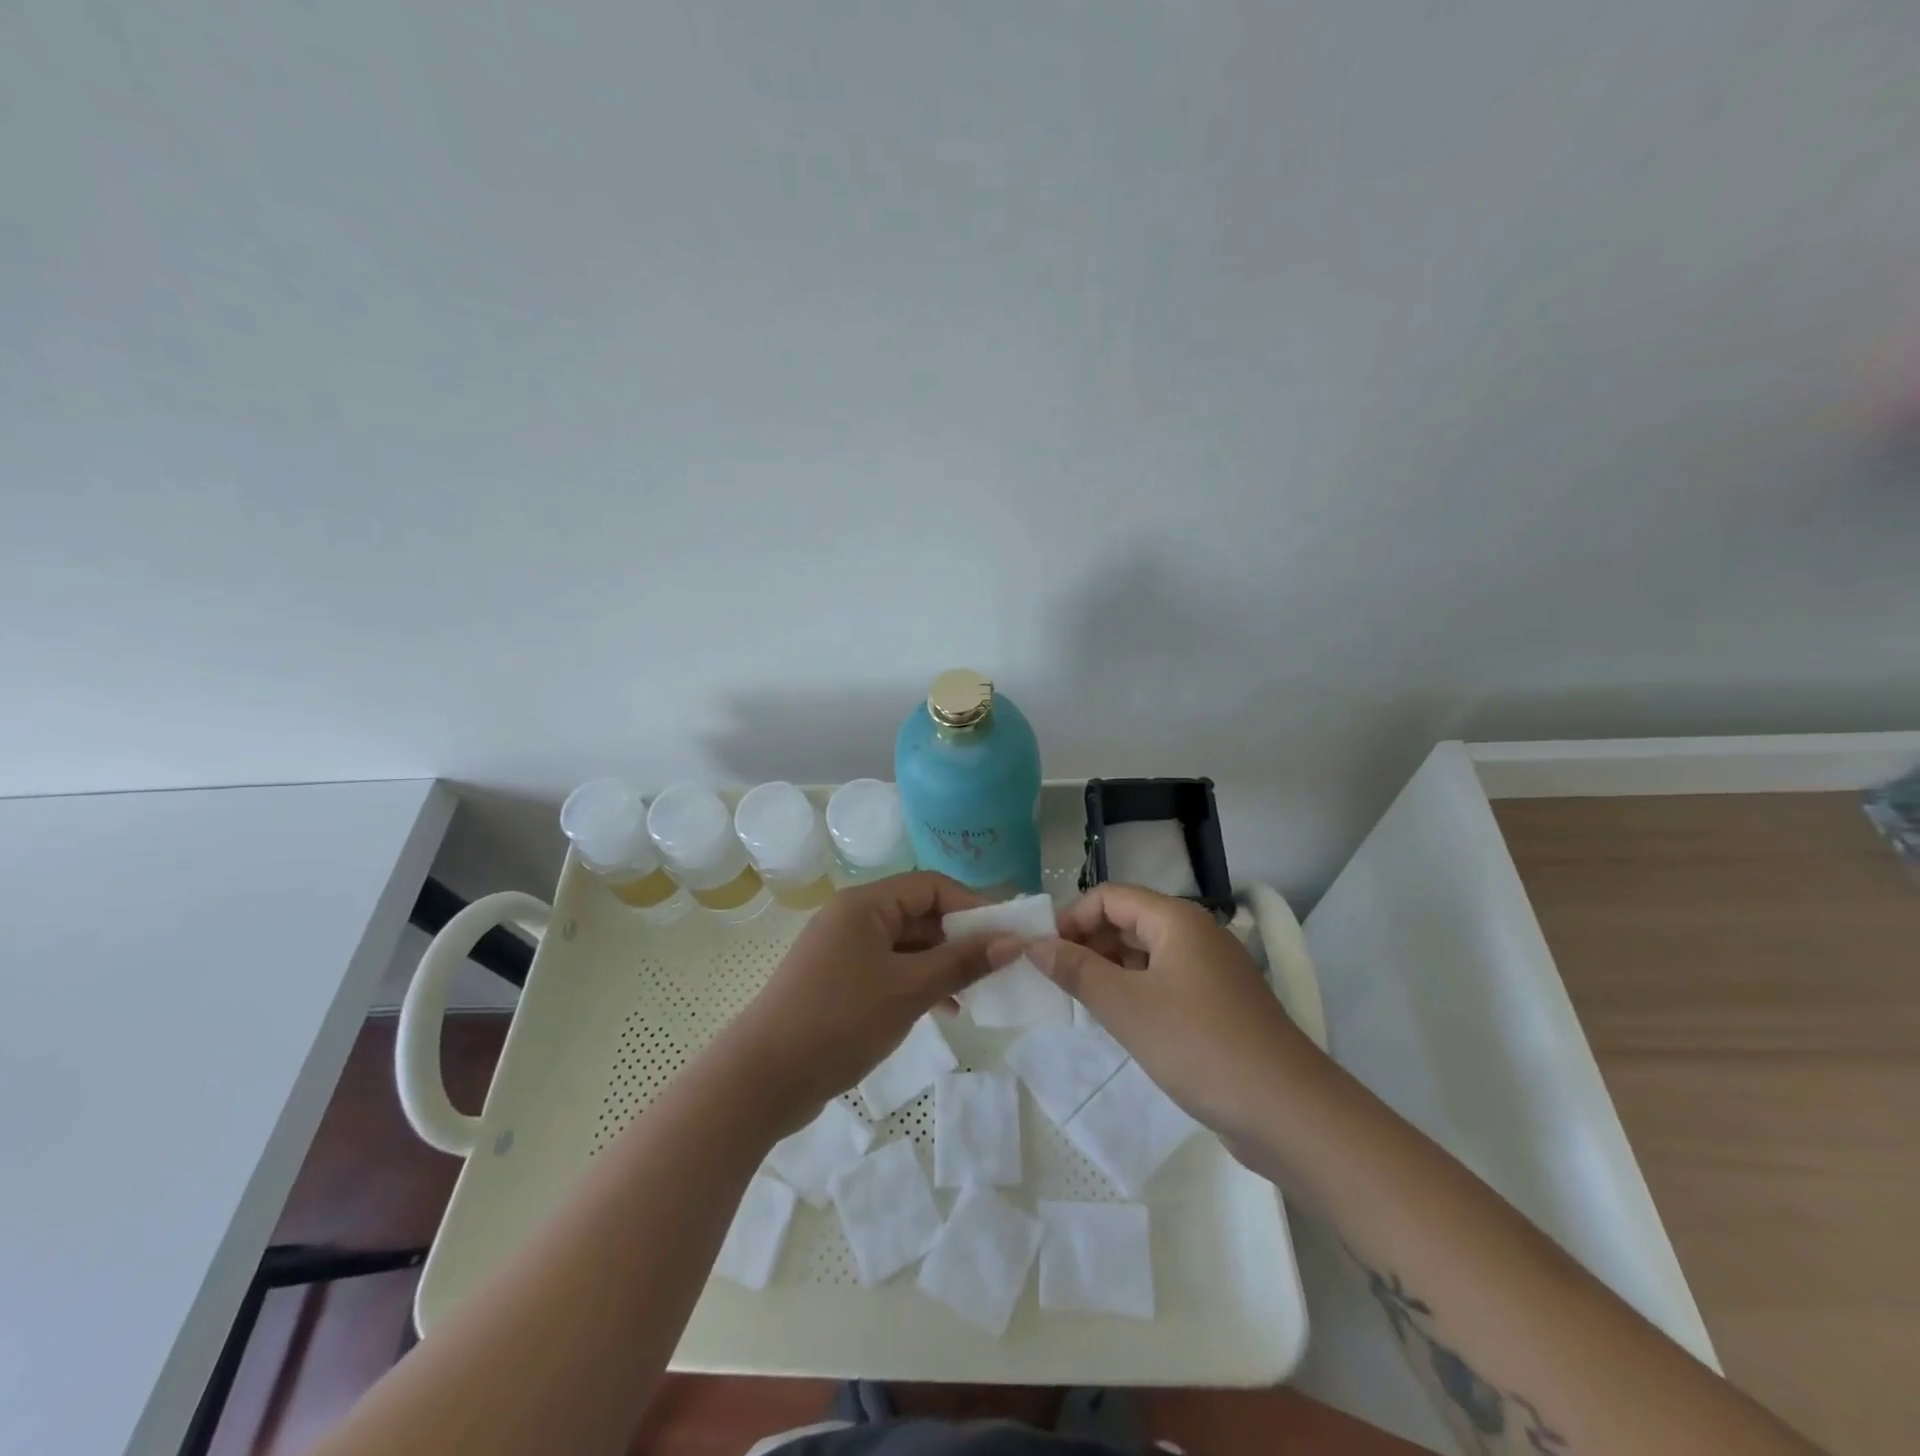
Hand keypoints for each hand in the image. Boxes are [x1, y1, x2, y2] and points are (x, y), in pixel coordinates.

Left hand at [719, 872, 994, 1132]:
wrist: (762, 1079)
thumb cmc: (840, 1021)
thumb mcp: (909, 990)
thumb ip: (962, 963)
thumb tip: (1013, 942)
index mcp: (864, 904)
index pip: (930, 886)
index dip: (971, 905)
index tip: (1006, 935)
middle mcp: (852, 917)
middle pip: (918, 913)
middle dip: (959, 938)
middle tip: (997, 967)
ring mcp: (842, 951)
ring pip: (905, 945)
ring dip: (941, 964)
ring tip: (975, 994)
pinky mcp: (837, 982)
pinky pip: (888, 969)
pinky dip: (917, 983)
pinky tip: (943, 1011)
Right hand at [1018, 883, 1323, 1141]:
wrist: (1288, 1111)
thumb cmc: (1199, 1045)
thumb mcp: (1126, 1007)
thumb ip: (1077, 971)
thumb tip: (1035, 945)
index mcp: (1176, 920)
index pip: (1110, 896)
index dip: (1072, 918)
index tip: (1043, 953)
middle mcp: (1195, 934)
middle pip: (1128, 920)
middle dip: (1088, 943)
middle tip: (1055, 980)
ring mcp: (1210, 971)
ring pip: (1145, 953)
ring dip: (1109, 969)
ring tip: (1080, 1002)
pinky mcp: (1218, 1004)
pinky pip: (1164, 982)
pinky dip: (1135, 991)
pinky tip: (1119, 1021)